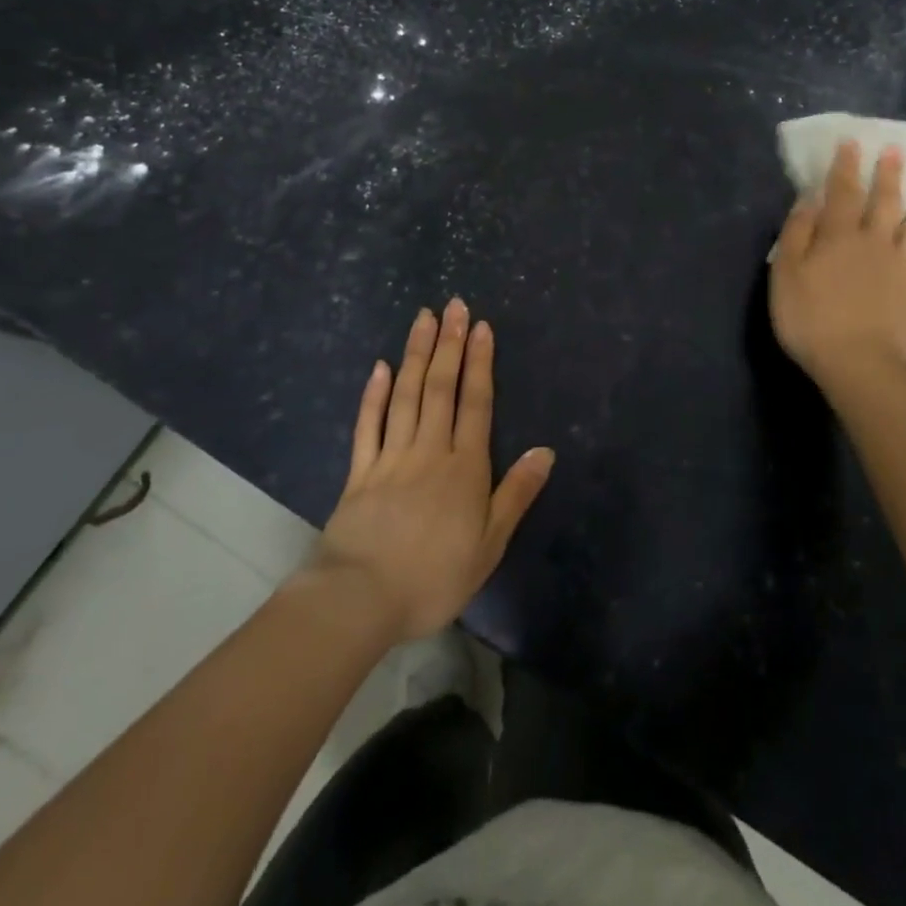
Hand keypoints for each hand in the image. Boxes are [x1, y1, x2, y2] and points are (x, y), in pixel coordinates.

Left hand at [309, 300, 554, 642]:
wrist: (361, 601)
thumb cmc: (434, 577)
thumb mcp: (490, 544)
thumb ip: (516, 493)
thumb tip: (546, 450)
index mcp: (465, 467)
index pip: (476, 403)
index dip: (479, 363)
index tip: (480, 327)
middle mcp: (430, 450)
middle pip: (441, 388)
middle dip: (449, 344)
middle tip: (453, 305)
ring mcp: (391, 457)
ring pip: (406, 396)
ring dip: (416, 354)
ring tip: (423, 319)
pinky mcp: (359, 472)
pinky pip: (368, 425)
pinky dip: (374, 394)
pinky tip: (380, 366)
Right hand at [769, 139, 905, 382]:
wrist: (858, 363)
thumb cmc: (811, 319)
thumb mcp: (785, 275)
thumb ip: (796, 234)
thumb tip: (808, 199)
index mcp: (837, 236)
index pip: (841, 192)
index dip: (845, 167)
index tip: (852, 143)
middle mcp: (873, 241)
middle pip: (883, 201)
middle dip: (888, 174)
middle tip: (895, 150)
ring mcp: (900, 264)